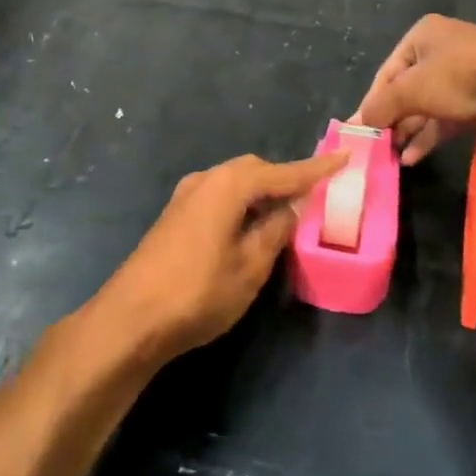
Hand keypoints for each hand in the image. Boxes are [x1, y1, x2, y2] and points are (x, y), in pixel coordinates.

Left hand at [96, 153, 347, 363]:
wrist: (131, 318)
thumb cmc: (198, 292)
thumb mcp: (250, 266)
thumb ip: (275, 231)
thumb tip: (289, 208)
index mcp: (228, 185)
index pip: (283, 172)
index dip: (315, 169)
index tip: (344, 158)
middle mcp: (206, 179)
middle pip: (255, 170)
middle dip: (285, 179)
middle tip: (314, 195)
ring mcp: (186, 196)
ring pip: (234, 183)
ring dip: (262, 193)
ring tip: (286, 213)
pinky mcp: (175, 215)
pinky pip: (219, 196)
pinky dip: (241, 203)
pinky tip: (250, 225)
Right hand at [354, 15, 475, 164]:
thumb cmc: (458, 77)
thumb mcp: (410, 90)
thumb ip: (381, 106)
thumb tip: (357, 123)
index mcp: (424, 34)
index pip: (388, 71)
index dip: (373, 101)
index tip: (362, 129)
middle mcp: (444, 48)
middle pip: (408, 89)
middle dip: (393, 118)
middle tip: (378, 145)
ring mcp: (466, 74)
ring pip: (429, 105)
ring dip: (410, 130)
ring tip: (393, 156)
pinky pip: (448, 117)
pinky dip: (430, 134)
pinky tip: (414, 156)